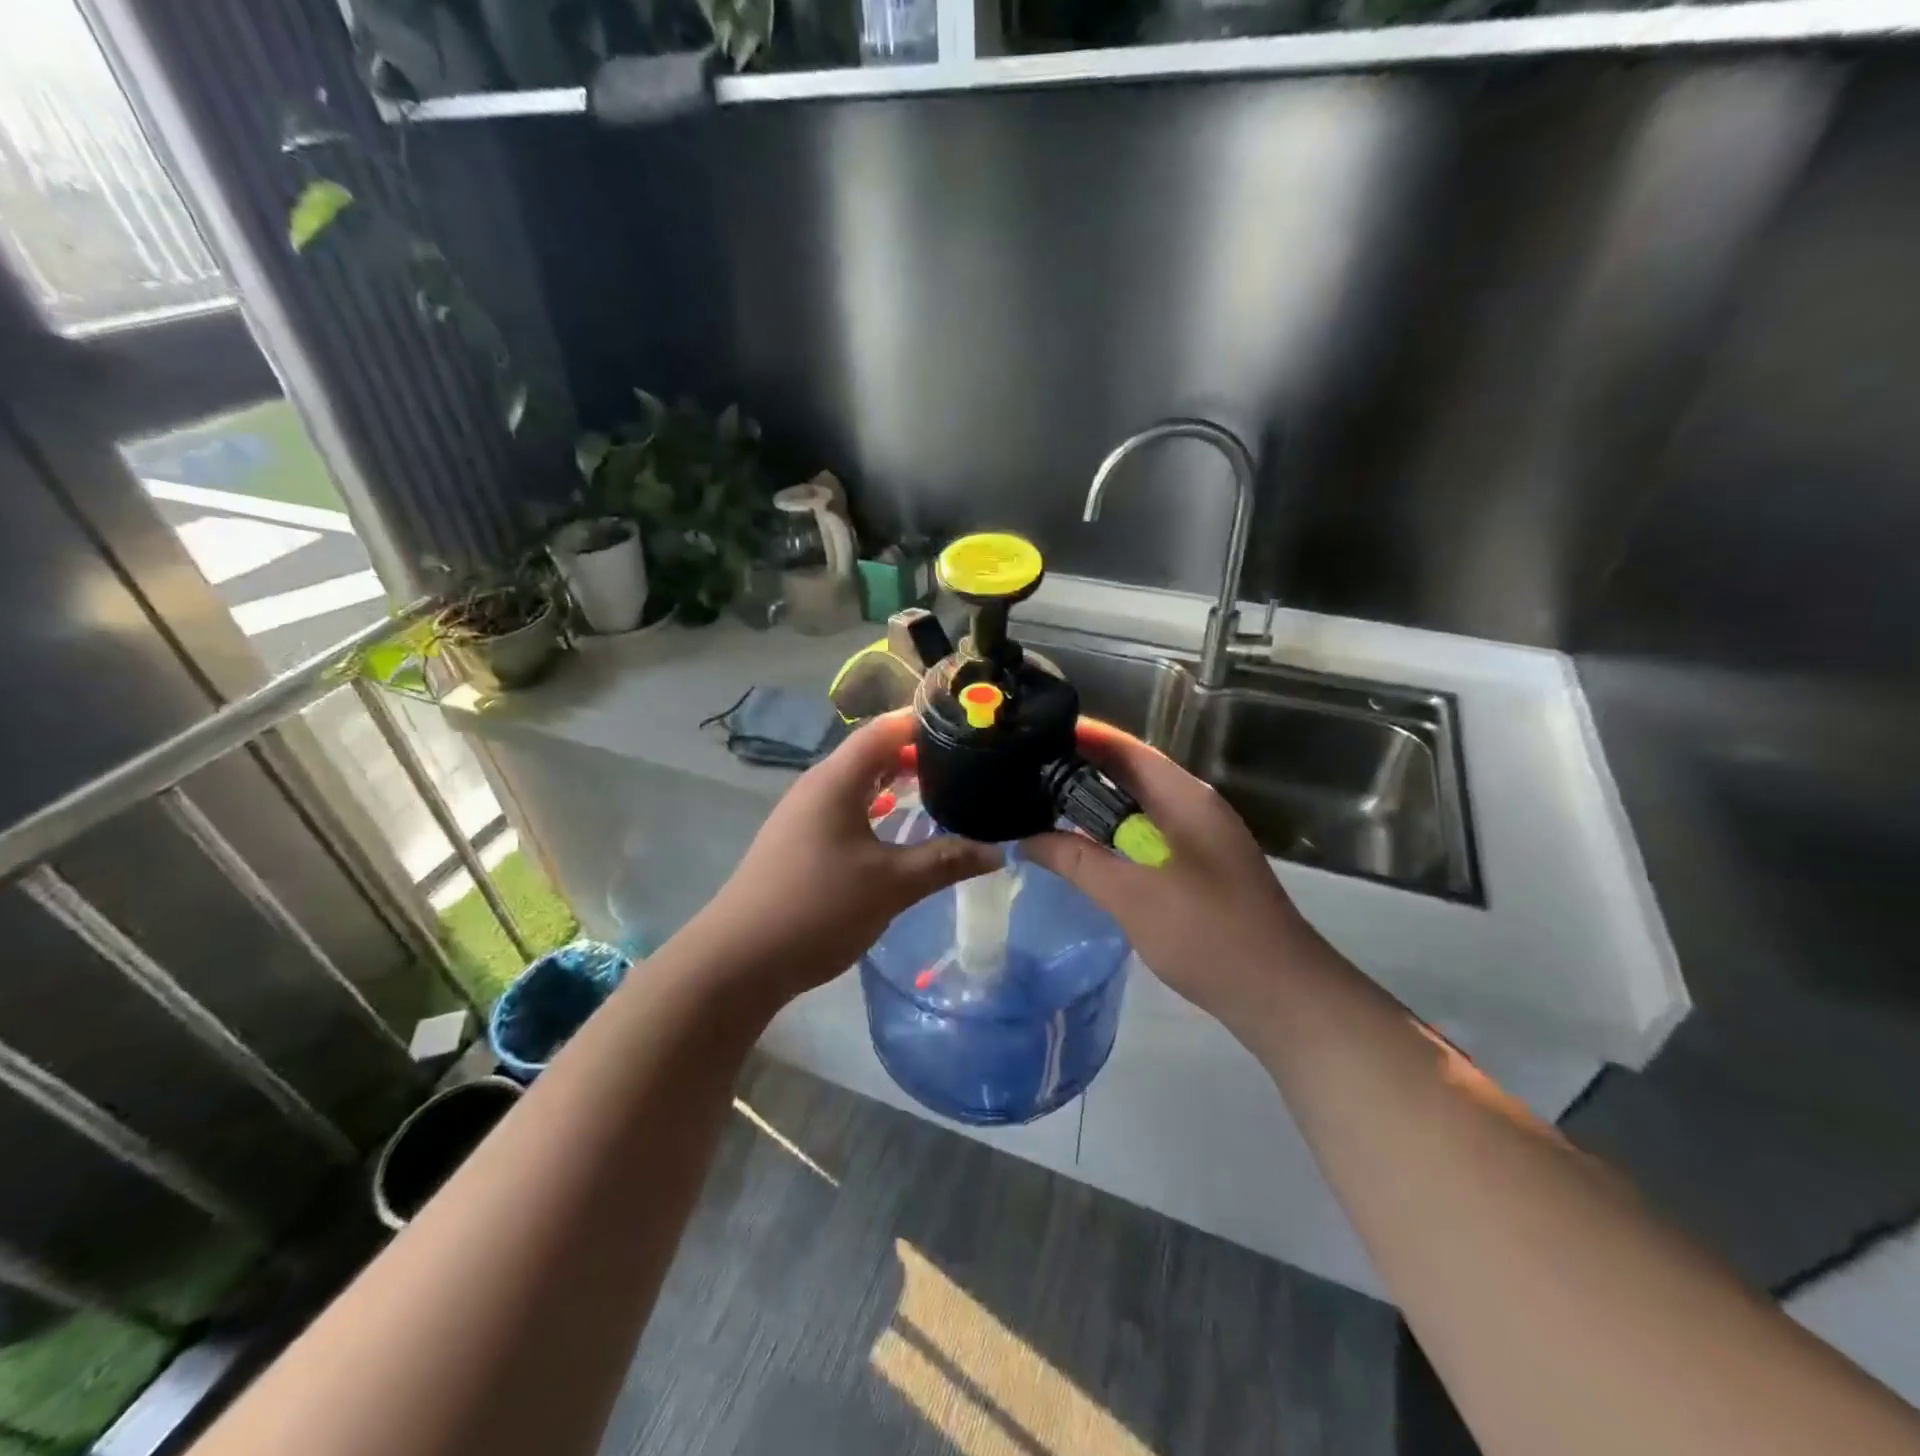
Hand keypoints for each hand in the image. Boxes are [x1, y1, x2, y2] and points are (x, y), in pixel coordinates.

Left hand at [692, 712, 999, 1002]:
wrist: (740, 960)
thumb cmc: (818, 909)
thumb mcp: (891, 885)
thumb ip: (945, 861)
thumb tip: (999, 851)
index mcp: (836, 780)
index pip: (886, 728)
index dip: (925, 720)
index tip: (969, 723)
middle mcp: (818, 786)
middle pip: (872, 751)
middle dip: (918, 752)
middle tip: (967, 759)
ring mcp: (805, 813)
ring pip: (859, 781)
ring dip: (897, 780)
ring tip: (943, 786)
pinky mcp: (800, 839)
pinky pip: (847, 806)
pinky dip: (878, 806)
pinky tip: (900, 825)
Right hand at [1022, 720, 1325, 1034]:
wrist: (1281, 994)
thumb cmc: (1207, 933)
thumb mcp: (1132, 895)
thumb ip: (1077, 861)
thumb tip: (1026, 837)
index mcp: (1184, 797)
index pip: (1124, 748)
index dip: (1080, 736)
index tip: (1032, 734)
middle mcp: (1192, 806)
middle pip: (1128, 774)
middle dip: (1078, 770)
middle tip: (1022, 774)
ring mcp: (1198, 838)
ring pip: (1135, 807)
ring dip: (1092, 807)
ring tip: (1039, 807)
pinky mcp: (1197, 868)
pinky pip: (1144, 836)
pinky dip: (1110, 836)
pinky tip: (1080, 851)